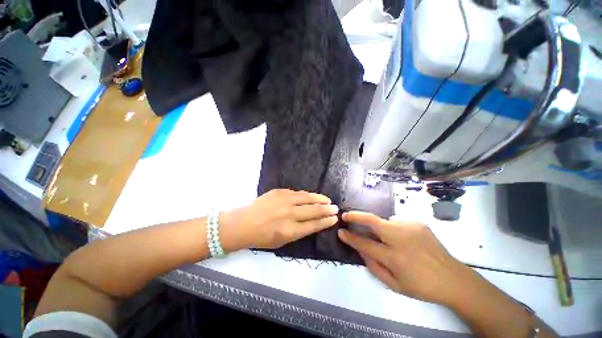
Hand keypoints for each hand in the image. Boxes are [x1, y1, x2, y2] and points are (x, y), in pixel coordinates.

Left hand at [220, 189, 338, 250]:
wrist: (243, 223)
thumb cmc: (262, 237)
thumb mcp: (282, 241)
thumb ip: (299, 231)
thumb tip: (313, 222)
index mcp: (290, 231)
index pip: (314, 224)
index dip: (326, 221)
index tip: (334, 218)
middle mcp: (289, 214)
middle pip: (313, 210)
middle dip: (327, 209)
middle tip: (335, 208)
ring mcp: (284, 201)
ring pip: (307, 198)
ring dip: (319, 199)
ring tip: (327, 200)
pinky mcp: (279, 192)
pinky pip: (297, 193)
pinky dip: (306, 195)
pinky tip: (311, 196)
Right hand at [338, 211, 469, 306]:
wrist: (454, 279)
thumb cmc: (422, 286)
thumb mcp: (395, 285)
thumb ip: (373, 267)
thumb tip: (360, 250)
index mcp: (395, 258)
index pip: (365, 244)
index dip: (350, 237)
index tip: (340, 232)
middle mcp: (401, 239)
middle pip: (372, 221)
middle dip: (356, 216)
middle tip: (345, 216)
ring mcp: (410, 227)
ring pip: (384, 221)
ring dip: (380, 228)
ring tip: (391, 241)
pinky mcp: (418, 222)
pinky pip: (397, 222)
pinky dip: (394, 229)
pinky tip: (405, 240)